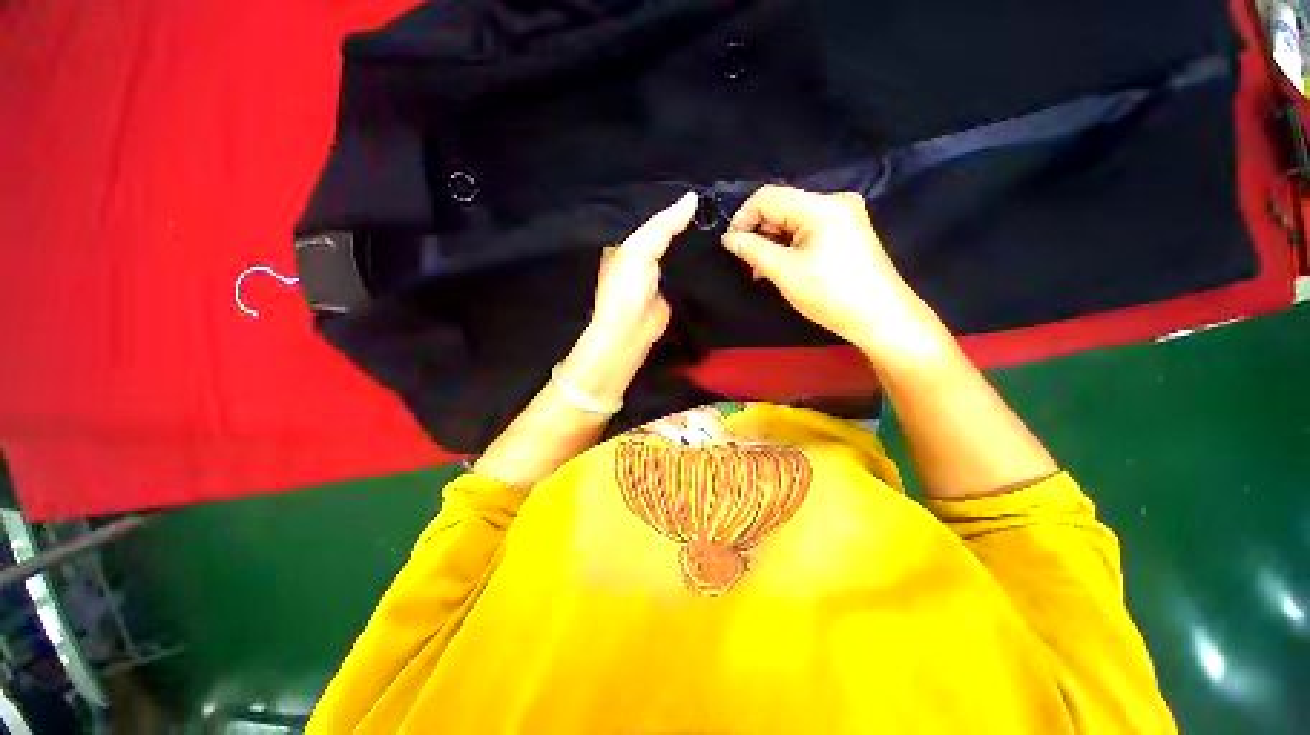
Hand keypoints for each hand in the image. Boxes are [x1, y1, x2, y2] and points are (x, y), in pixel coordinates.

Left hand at [559, 192, 697, 403]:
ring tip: (722, 219)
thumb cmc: (626, 289)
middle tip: (715, 202)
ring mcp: (658, 273)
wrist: (632, 332)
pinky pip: (688, 270)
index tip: (696, 187)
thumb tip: (693, 198)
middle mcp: (641, 254)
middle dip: (685, 221)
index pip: (649, 214)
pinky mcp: (673, 288)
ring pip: (679, 251)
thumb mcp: (640, 250)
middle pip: (666, 232)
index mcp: (626, 241)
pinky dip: (699, 262)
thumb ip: (664, 225)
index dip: (668, 202)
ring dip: (695, 241)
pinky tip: (718, 247)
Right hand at [721, 185, 949, 360]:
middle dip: (759, 232)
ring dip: (772, 242)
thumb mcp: (784, 272)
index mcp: (820, 206)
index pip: (768, 196)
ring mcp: (843, 217)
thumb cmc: (830, 294)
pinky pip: (808, 230)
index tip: (730, 245)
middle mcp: (834, 202)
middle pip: (782, 206)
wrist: (880, 318)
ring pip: (793, 220)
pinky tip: (782, 266)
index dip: (743, 217)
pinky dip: (790, 246)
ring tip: (761, 271)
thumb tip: (729, 238)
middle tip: (747, 263)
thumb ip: (753, 250)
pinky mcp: (847, 232)